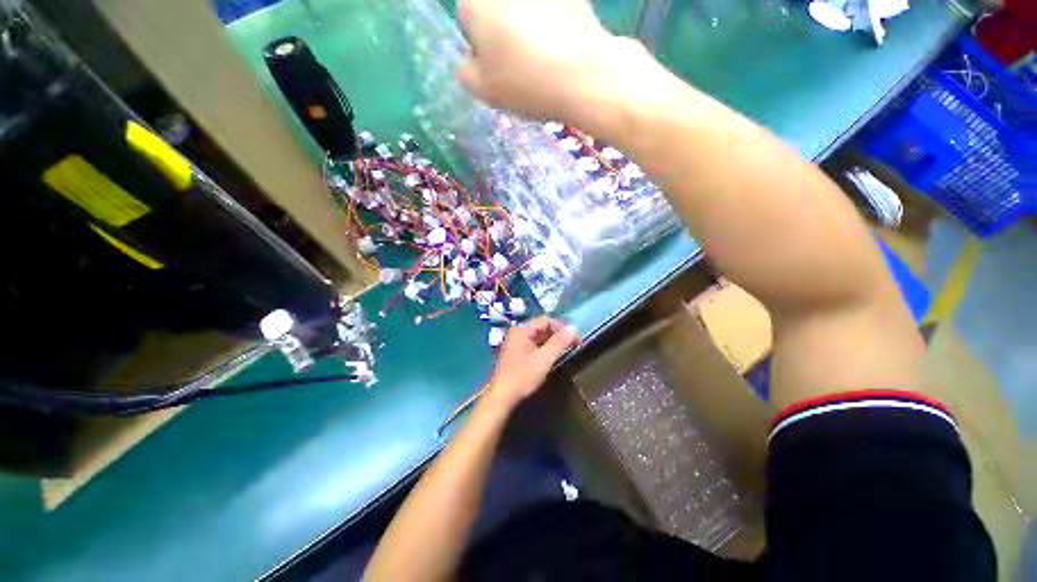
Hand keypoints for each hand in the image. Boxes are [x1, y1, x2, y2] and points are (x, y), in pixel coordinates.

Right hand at [457, 0, 639, 123]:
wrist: (582, 76)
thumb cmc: (525, 83)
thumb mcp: (483, 90)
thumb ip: (466, 72)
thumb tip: (471, 60)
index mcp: (476, 4)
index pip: (466, 18)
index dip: (479, 43)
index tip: (496, 65)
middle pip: (495, 9)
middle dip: (502, 30)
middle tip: (519, 63)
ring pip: (526, 11)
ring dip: (529, 26)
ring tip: (543, 58)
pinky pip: (552, 12)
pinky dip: (553, 24)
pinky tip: (561, 48)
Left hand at [484, 317, 578, 410]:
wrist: (501, 397)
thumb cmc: (523, 376)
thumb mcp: (544, 359)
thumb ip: (559, 342)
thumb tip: (574, 327)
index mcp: (522, 330)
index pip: (546, 320)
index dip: (562, 327)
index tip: (575, 339)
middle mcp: (517, 332)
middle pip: (542, 327)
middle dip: (558, 334)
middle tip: (573, 345)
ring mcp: (515, 343)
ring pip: (538, 337)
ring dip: (552, 342)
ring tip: (566, 351)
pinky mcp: (516, 354)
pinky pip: (534, 345)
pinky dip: (545, 348)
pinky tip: (552, 357)